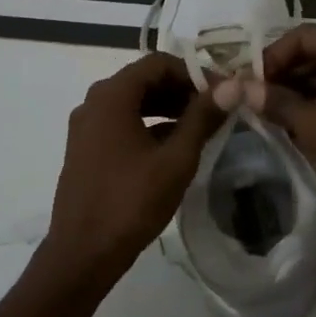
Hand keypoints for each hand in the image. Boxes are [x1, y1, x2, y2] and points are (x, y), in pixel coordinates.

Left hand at [44, 52, 227, 281]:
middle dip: (181, 90)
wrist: (83, 253)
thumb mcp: (175, 159)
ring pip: (132, 102)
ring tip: (201, 126)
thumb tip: (232, 86)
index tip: (222, 92)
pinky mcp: (85, 149)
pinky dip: (148, 125)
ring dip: (167, 108)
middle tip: (216, 108)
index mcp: (111, 96)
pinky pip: (120, 123)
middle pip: (143, 80)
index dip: (194, 72)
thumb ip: (203, 118)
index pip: (158, 63)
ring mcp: (85, 127)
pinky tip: (173, 146)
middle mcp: (93, 102)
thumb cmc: (131, 202)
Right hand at [225, 25, 315, 234]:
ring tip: (281, 115)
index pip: (303, 35)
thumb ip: (278, 104)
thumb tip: (243, 88)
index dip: (273, 55)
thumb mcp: (315, 127)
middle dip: (288, 73)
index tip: (254, 82)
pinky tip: (311, 127)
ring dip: (306, 90)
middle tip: (262, 99)